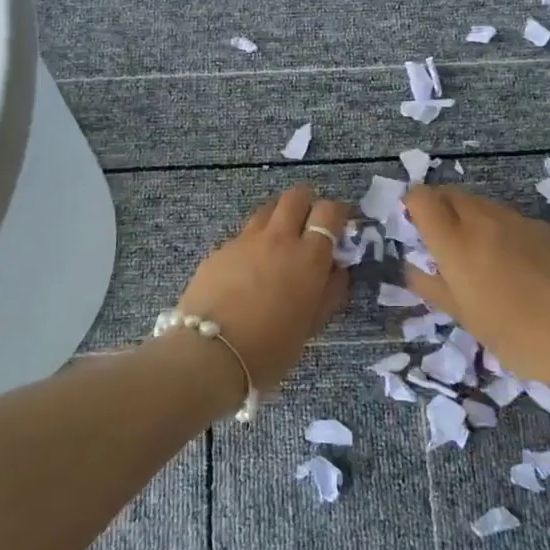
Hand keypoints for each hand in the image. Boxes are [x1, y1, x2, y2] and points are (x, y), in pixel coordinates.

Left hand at [176, 185, 350, 393]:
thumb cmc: (270, 348)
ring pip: (266, 210)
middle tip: (309, 223)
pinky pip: (242, 235)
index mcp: (308, 257)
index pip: (329, 211)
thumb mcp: (311, 325)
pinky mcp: (219, 250)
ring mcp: (245, 241)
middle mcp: (278, 238)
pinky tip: (247, 268)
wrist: (210, 353)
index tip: (339, 226)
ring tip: (278, 243)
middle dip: (307, 202)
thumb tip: (338, 270)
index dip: (337, 213)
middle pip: (296, 196)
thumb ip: (329, 292)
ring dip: (278, 218)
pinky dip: (251, 243)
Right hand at [403, 186, 549, 387]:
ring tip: (480, 254)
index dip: (413, 205)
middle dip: (440, 208)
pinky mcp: (542, 227)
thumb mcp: (462, 316)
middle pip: (451, 194)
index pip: (422, 198)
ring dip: (470, 218)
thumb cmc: (511, 333)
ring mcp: (515, 220)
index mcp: (454, 242)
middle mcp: (482, 220)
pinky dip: (501, 230)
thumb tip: (413, 268)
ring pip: (481, 204)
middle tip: (444, 241)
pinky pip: (510, 219)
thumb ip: (431, 285)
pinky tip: (515, 263)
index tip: (416, 226)